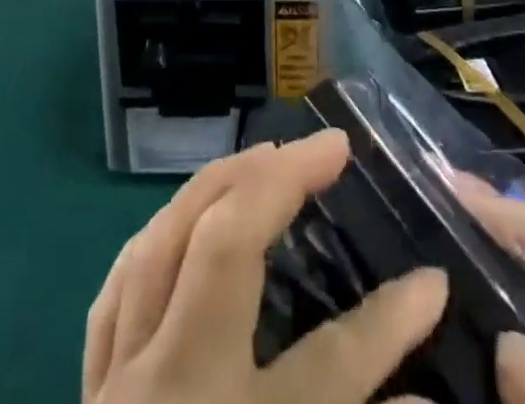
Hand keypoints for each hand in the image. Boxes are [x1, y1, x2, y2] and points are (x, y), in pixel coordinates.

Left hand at [84, 130, 449, 403]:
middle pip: (221, 250)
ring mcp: (120, 385)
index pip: (332, 366)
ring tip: (258, 159)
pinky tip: (179, 224)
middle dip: (278, 181)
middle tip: (324, 145)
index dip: (390, 321)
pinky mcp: (90, 393)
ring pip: (161, 244)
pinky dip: (156, 239)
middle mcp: (172, 392)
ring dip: (213, 188)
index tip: (435, 279)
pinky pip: (119, 288)